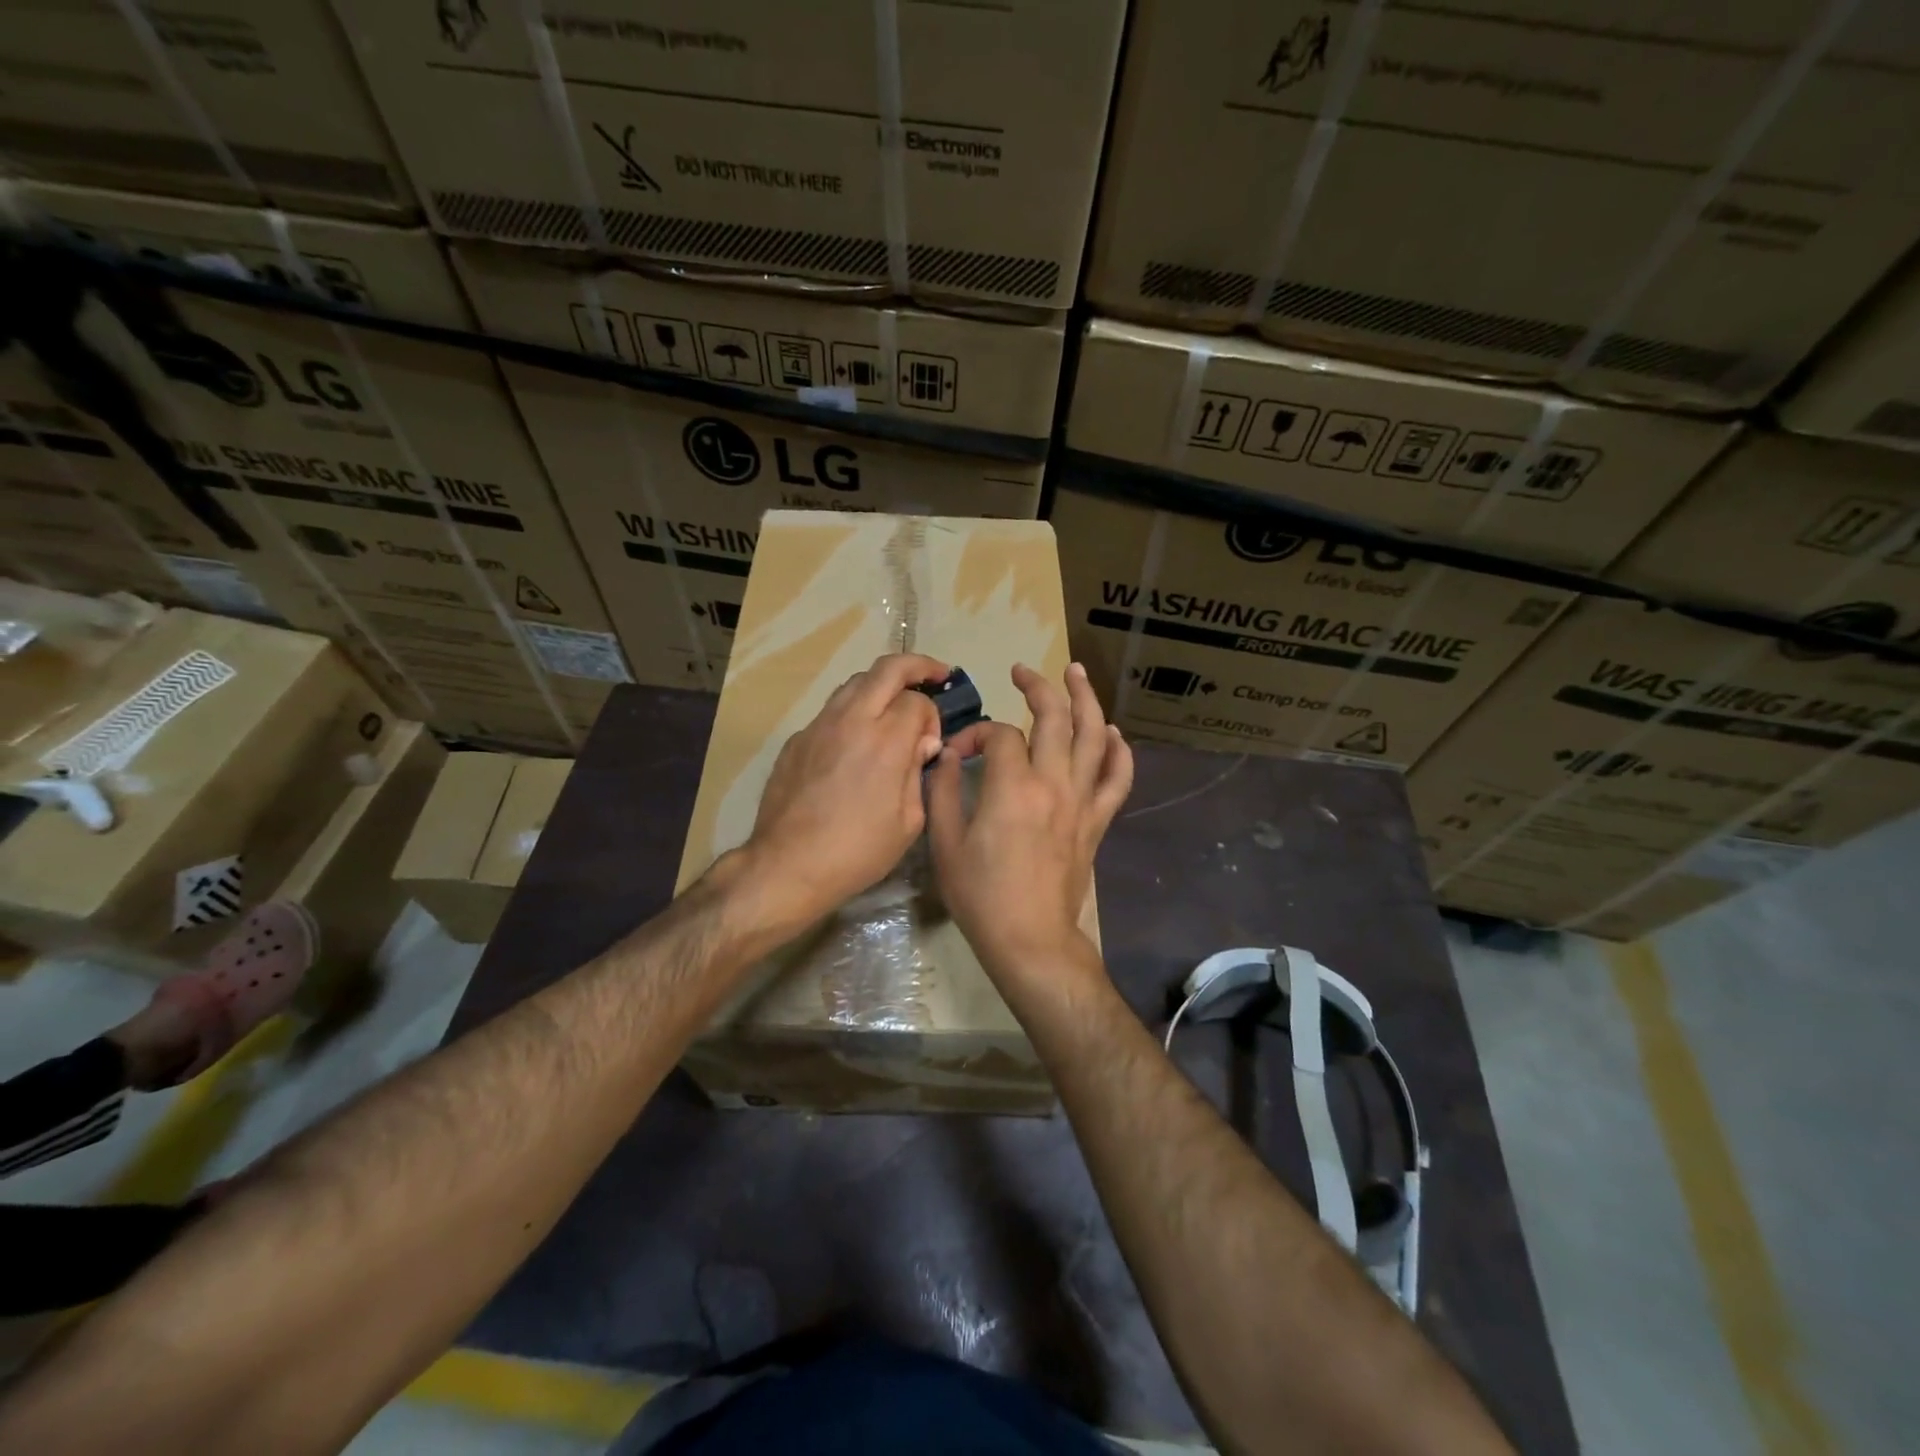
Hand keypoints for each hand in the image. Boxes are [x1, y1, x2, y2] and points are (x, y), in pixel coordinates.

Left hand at [740, 652, 947, 930]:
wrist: (788, 865)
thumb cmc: (857, 851)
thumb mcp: (908, 821)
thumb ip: (918, 772)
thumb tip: (922, 743)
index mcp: (886, 740)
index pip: (917, 701)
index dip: (932, 716)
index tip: (931, 743)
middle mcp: (852, 719)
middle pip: (887, 669)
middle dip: (916, 666)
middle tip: (935, 674)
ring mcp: (819, 725)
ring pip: (855, 683)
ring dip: (881, 684)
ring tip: (894, 703)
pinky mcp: (797, 739)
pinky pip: (832, 711)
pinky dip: (853, 712)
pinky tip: (856, 740)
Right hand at [928, 662, 1132, 978]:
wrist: (1030, 939)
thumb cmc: (981, 895)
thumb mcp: (945, 843)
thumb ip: (944, 791)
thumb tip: (949, 755)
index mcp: (1013, 787)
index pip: (998, 735)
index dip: (976, 733)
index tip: (959, 752)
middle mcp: (1053, 783)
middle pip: (1054, 717)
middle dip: (1037, 686)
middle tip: (1021, 671)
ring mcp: (1081, 801)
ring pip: (1094, 736)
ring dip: (1085, 699)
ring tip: (1074, 673)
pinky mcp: (1097, 821)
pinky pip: (1117, 778)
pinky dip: (1119, 751)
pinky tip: (1112, 733)